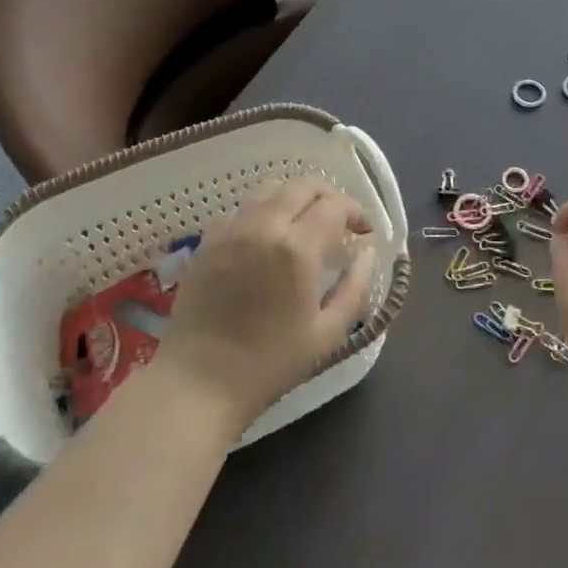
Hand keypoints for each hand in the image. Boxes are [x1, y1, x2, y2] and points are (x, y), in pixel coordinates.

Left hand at [156, 179, 375, 435]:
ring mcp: (231, 229)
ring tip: (304, 222)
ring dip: (294, 197)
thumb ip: (355, 288)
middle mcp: (264, 226)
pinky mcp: (208, 241)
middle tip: (340, 221)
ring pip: (269, 189)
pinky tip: (266, 238)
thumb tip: (367, 253)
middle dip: (328, 196)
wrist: (199, 382)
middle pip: (302, 186)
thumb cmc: (270, 363)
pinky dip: (261, 211)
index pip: (335, 205)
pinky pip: (240, 209)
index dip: (356, 211)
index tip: (364, 232)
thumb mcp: (328, 334)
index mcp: (297, 248)